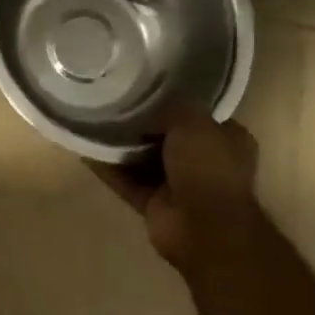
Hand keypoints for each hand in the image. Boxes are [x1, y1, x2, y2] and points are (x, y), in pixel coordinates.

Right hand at [90, 113, 264, 276]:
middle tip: (115, 103)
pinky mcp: (155, 205)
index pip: (199, 116)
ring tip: (95, 122)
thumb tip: (149, 104)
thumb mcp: (194, 121)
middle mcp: (205, 163)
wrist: (203, 227)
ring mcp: (179, 187)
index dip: (175, 102)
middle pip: (168, 138)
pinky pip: (127, 182)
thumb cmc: (208, 167)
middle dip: (144, 125)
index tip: (147, 87)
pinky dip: (109, 170)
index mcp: (226, 141)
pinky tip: (87, 151)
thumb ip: (172, 108)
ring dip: (123, 147)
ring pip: (145, 161)